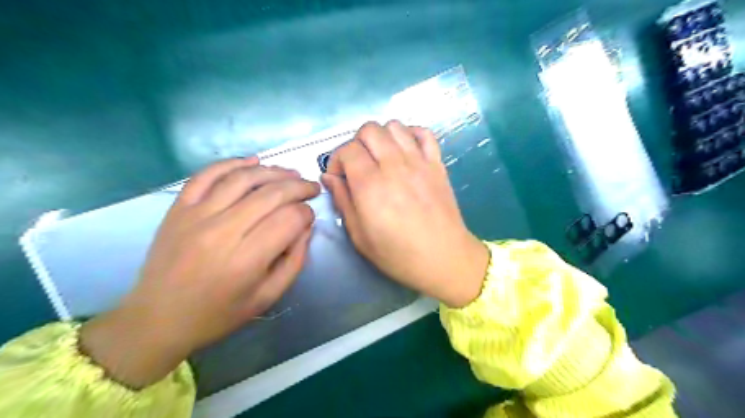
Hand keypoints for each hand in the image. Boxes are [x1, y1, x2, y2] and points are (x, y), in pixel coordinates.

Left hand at [82, 157, 319, 387]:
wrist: (157, 319)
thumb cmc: (218, 314)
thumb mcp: (267, 297)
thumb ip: (295, 261)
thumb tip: (306, 226)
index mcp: (246, 260)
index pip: (289, 219)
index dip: (306, 213)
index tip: (310, 217)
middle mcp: (222, 231)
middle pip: (271, 194)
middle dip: (298, 187)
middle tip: (311, 187)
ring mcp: (196, 215)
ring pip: (243, 178)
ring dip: (273, 171)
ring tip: (291, 173)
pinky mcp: (178, 208)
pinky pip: (207, 175)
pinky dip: (232, 163)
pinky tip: (253, 161)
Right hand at [319, 122, 489, 308]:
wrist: (444, 258)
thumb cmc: (398, 254)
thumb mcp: (360, 236)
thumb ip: (342, 201)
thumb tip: (329, 178)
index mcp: (370, 185)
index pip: (347, 150)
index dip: (336, 160)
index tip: (339, 177)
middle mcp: (394, 165)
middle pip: (369, 130)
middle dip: (356, 144)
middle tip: (358, 166)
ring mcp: (419, 161)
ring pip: (395, 126)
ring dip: (382, 137)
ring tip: (381, 158)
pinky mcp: (437, 164)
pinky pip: (424, 134)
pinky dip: (411, 135)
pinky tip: (406, 152)